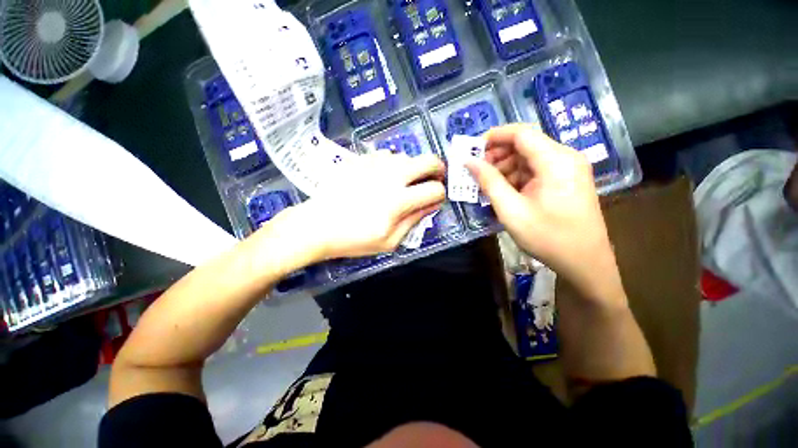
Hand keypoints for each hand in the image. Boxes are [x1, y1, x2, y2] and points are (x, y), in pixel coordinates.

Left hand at [296, 152, 445, 259]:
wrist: (318, 225)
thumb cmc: (354, 239)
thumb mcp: (389, 241)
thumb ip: (413, 221)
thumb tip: (431, 205)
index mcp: (398, 200)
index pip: (434, 190)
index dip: (440, 195)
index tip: (435, 200)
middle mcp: (390, 176)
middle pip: (428, 161)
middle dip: (438, 170)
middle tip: (434, 179)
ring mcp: (375, 164)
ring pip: (407, 156)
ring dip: (413, 168)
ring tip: (406, 181)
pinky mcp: (361, 160)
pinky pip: (387, 155)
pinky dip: (393, 164)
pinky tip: (385, 176)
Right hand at [466, 124, 622, 301]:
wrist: (585, 263)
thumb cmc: (547, 237)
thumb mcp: (511, 210)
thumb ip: (489, 182)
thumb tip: (468, 162)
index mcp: (555, 161)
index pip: (520, 133)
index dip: (493, 136)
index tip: (472, 149)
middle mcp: (565, 157)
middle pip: (525, 144)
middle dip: (497, 154)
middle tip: (477, 171)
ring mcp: (568, 168)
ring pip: (529, 157)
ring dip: (505, 167)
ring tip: (487, 185)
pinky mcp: (566, 179)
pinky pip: (536, 169)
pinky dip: (517, 176)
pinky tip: (504, 191)